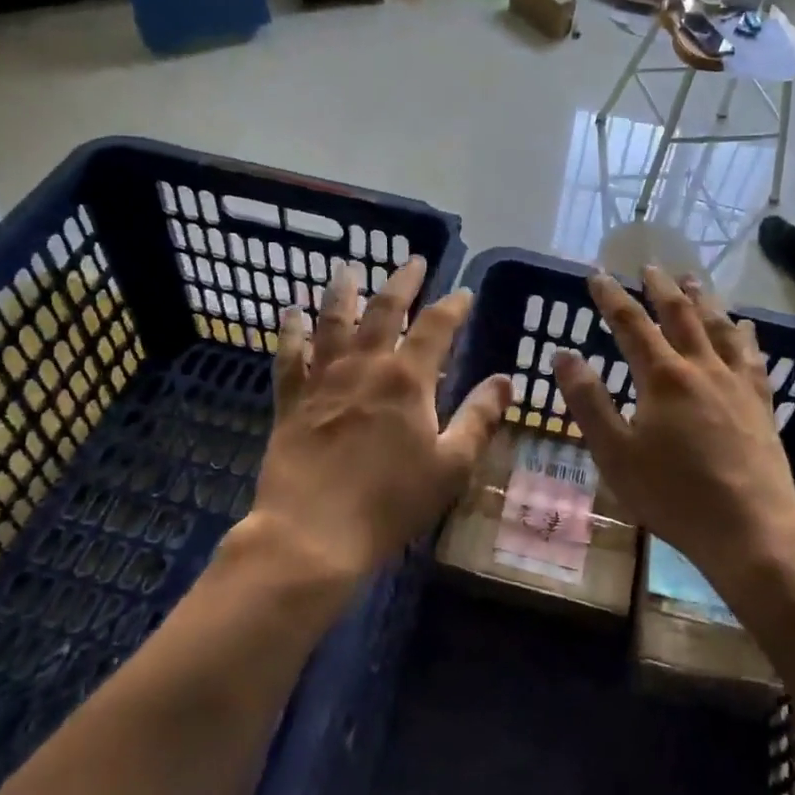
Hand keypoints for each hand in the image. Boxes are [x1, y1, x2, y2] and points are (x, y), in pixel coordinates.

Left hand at [244, 258, 511, 585]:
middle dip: (402, 282)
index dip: (453, 305)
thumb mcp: (451, 465)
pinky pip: (289, 356)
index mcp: (407, 380)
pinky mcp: (291, 401)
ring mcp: (323, 380)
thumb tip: (505, 380)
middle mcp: (365, 366)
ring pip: (333, 321)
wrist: (313, 533)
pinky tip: (290, 312)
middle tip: (412, 262)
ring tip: (347, 269)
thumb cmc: (390, 502)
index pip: (437, 327)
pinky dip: (290, 331)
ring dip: (343, 291)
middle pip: (385, 310)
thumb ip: (479, 418)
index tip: (464, 292)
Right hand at [551, 266, 794, 586]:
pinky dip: (743, 334)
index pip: (631, 324)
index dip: (611, 297)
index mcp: (662, 377)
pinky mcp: (760, 402)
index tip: (597, 275)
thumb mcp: (615, 454)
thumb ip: (588, 402)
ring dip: (702, 299)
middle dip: (660, 288)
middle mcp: (701, 367)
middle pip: (679, 314)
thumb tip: (563, 355)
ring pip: (718, 326)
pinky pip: (752, 355)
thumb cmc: (673, 495)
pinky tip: (744, 326)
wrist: (750, 527)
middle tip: (649, 266)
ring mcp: (736, 382)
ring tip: (692, 279)